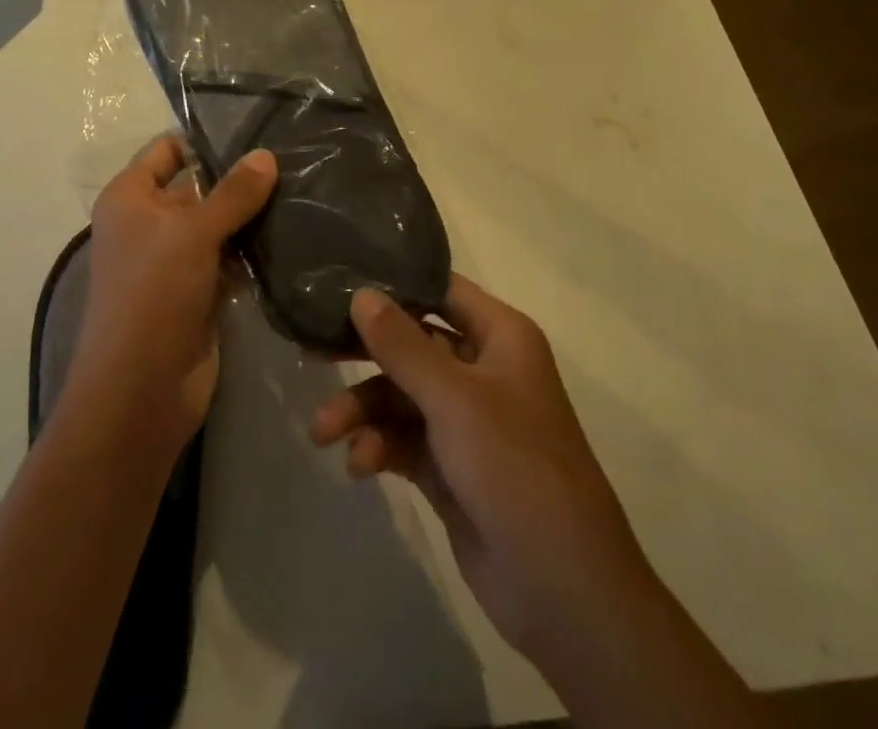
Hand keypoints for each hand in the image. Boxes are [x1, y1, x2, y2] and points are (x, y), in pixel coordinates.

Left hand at [64, 137, 277, 456]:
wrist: (140, 392)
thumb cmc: (153, 294)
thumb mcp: (192, 233)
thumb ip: (233, 193)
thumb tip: (266, 155)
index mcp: (130, 197)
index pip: (168, 150)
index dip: (205, 141)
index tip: (257, 131)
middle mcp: (148, 223)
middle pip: (197, 187)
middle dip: (239, 179)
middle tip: (293, 161)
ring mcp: (173, 260)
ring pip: (217, 225)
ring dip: (251, 217)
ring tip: (303, 191)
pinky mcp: (197, 292)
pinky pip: (228, 259)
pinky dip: (252, 251)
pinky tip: (292, 235)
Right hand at [310, 277, 652, 673]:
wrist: (565, 593)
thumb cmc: (516, 469)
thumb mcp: (454, 399)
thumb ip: (402, 345)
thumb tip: (361, 293)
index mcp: (500, 337)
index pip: (440, 290)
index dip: (394, 284)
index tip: (340, 284)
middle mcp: (483, 370)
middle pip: (412, 344)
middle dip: (365, 354)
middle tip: (313, 353)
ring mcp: (467, 422)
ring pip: (401, 396)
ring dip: (363, 411)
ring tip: (324, 432)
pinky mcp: (450, 467)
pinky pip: (403, 440)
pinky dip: (379, 447)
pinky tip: (358, 465)